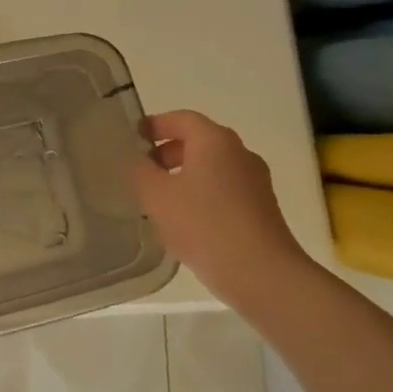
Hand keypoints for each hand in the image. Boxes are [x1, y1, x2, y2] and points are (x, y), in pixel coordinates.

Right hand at [130, 110, 310, 303]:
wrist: (260, 273)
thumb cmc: (203, 224)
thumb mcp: (156, 195)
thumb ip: (140, 171)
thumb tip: (137, 160)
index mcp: (215, 140)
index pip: (181, 118)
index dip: (154, 125)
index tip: (132, 138)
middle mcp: (239, 153)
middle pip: (198, 141)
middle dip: (167, 152)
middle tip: (141, 169)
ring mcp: (255, 181)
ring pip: (211, 167)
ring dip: (183, 175)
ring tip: (158, 198)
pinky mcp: (261, 208)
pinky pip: (224, 190)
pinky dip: (201, 194)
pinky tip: (184, 220)